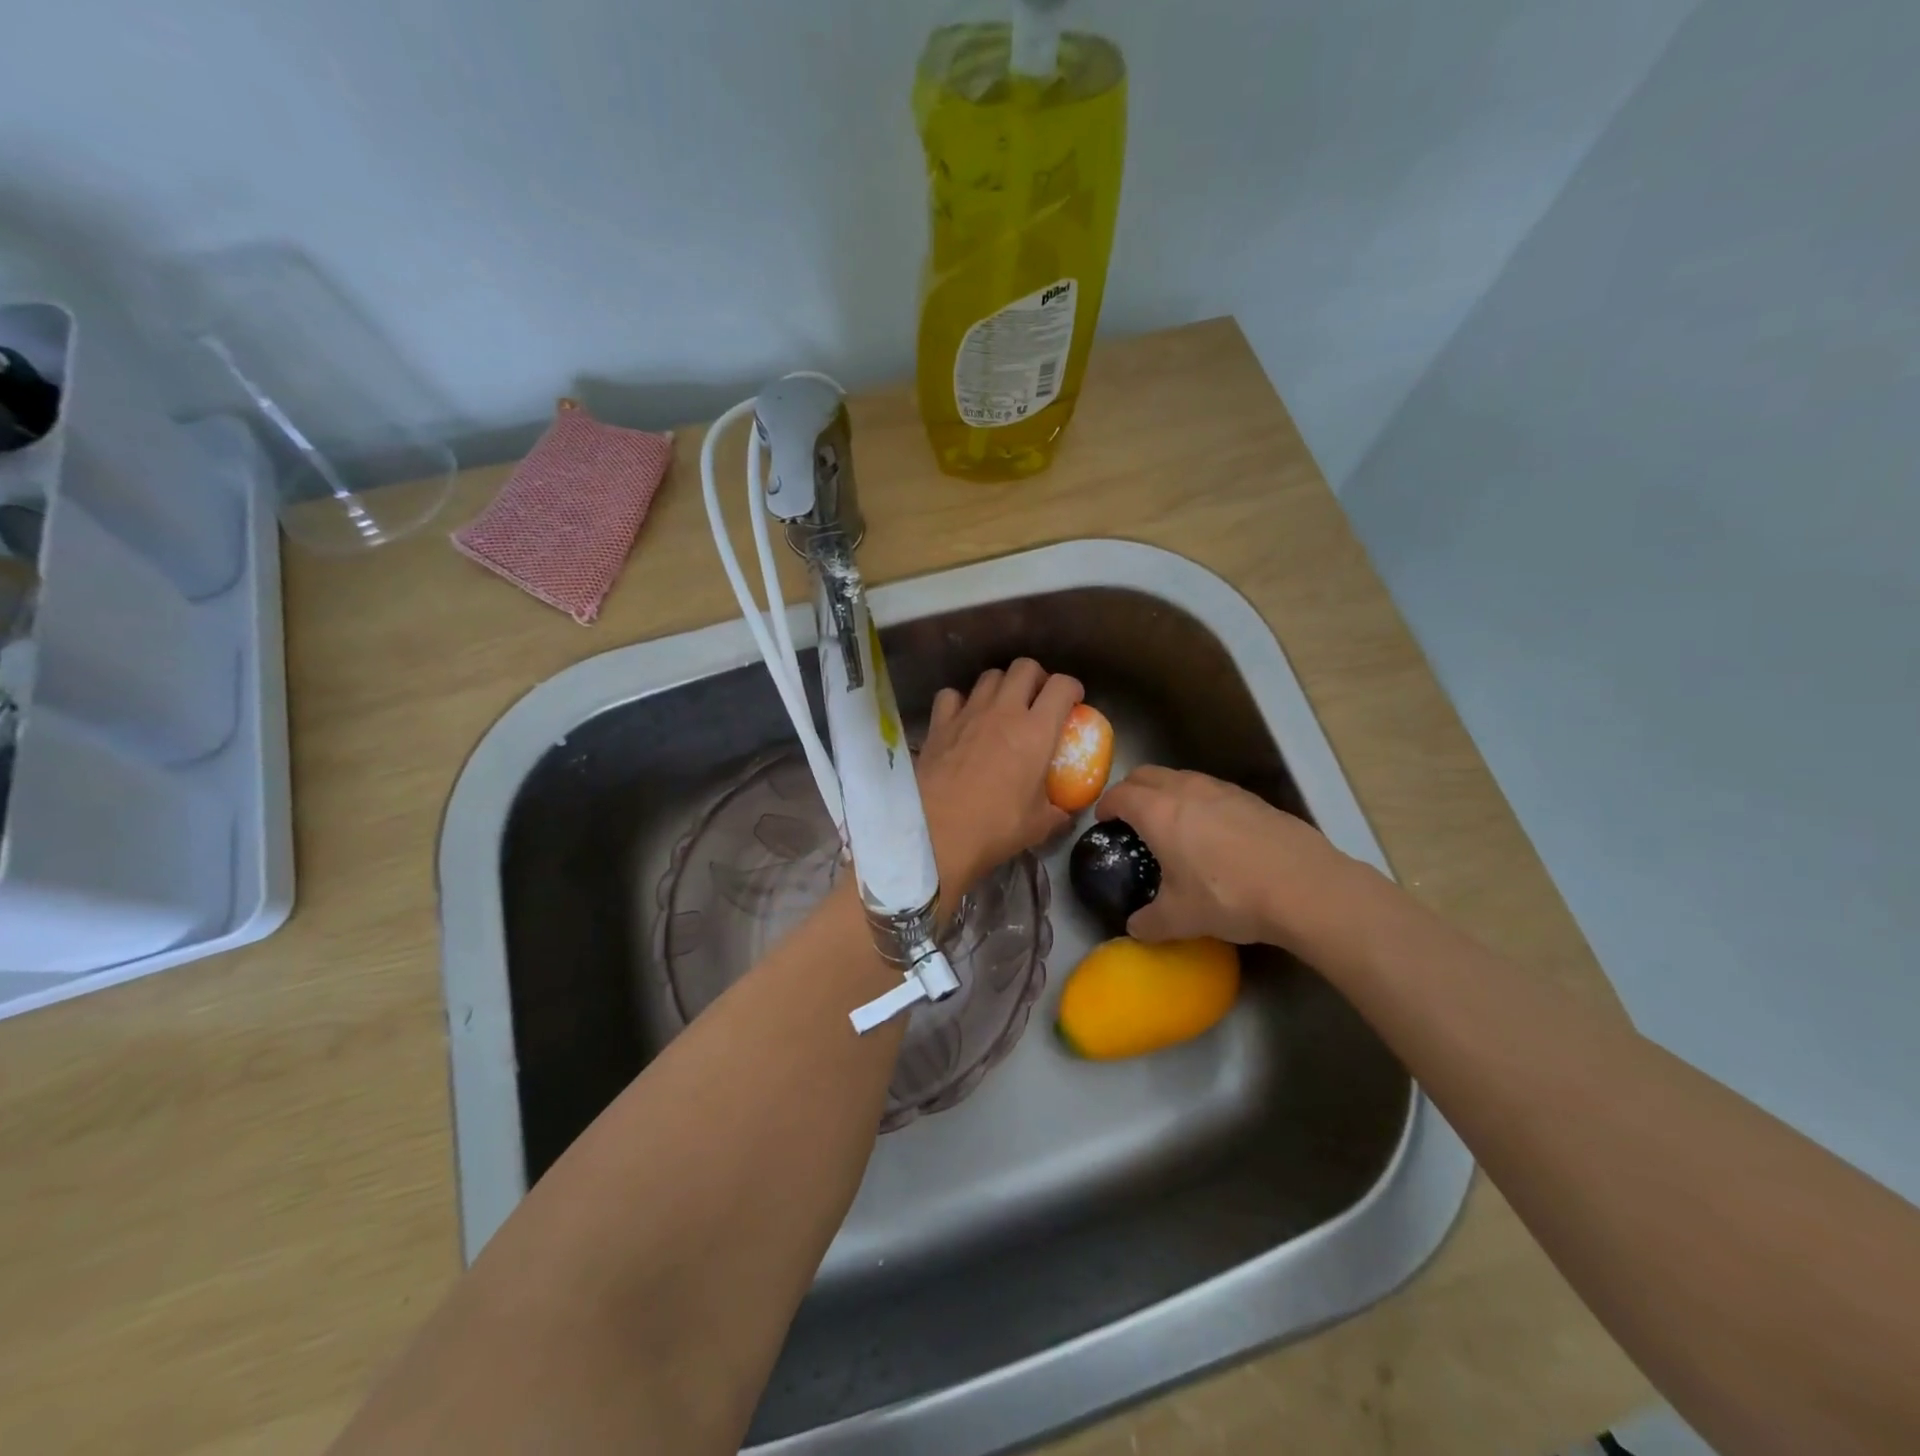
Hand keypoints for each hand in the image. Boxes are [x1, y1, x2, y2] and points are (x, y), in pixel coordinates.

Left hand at [917, 658, 1083, 889]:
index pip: (1062, 686)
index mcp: (1036, 731)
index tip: (1074, 702)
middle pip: (1025, 667)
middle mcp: (1003, 711)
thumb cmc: (994, 827)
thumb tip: (1066, 812)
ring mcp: (968, 713)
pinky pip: (951, 695)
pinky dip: (960, 701)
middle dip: (1036, 677)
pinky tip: (963, 718)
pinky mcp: (939, 723)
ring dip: (1001, 685)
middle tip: (1038, 699)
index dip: (1072, 688)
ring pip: (989, 676)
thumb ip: (1058, 812)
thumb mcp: (1038, 825)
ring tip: (1002, 707)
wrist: (935, 832)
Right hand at [1096, 766, 1349, 948]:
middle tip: (1130, 817)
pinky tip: (1213, 834)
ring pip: (1181, 777)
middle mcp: (1186, 790)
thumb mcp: (1181, 918)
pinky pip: (1212, 790)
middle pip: (1146, 774)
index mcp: (1159, 811)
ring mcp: (1222, 789)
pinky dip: (1199, 801)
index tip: (1103, 821)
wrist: (1304, 887)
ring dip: (1166, 792)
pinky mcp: (1252, 798)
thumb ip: (1150, 922)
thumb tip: (1134, 929)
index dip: (1106, 806)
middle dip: (1131, 790)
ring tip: (1171, 823)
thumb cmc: (1229, 896)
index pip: (1120, 794)